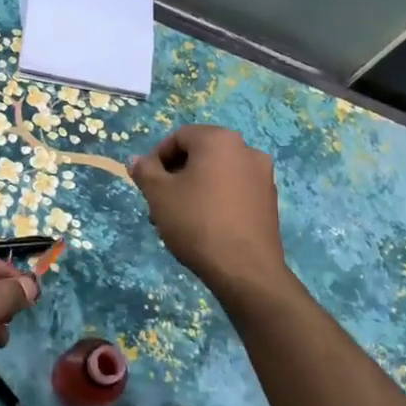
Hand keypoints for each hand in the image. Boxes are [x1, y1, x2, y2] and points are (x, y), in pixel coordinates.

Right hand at [129, 125, 287, 298]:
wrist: (244, 269)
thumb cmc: (196, 222)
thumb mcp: (159, 195)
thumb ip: (145, 171)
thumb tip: (136, 160)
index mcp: (219, 140)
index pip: (179, 136)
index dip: (157, 157)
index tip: (147, 182)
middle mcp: (246, 149)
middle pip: (200, 153)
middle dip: (176, 174)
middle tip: (160, 201)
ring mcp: (262, 175)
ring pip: (217, 173)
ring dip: (194, 187)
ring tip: (178, 217)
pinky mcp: (269, 200)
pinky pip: (234, 189)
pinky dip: (216, 198)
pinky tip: (203, 225)